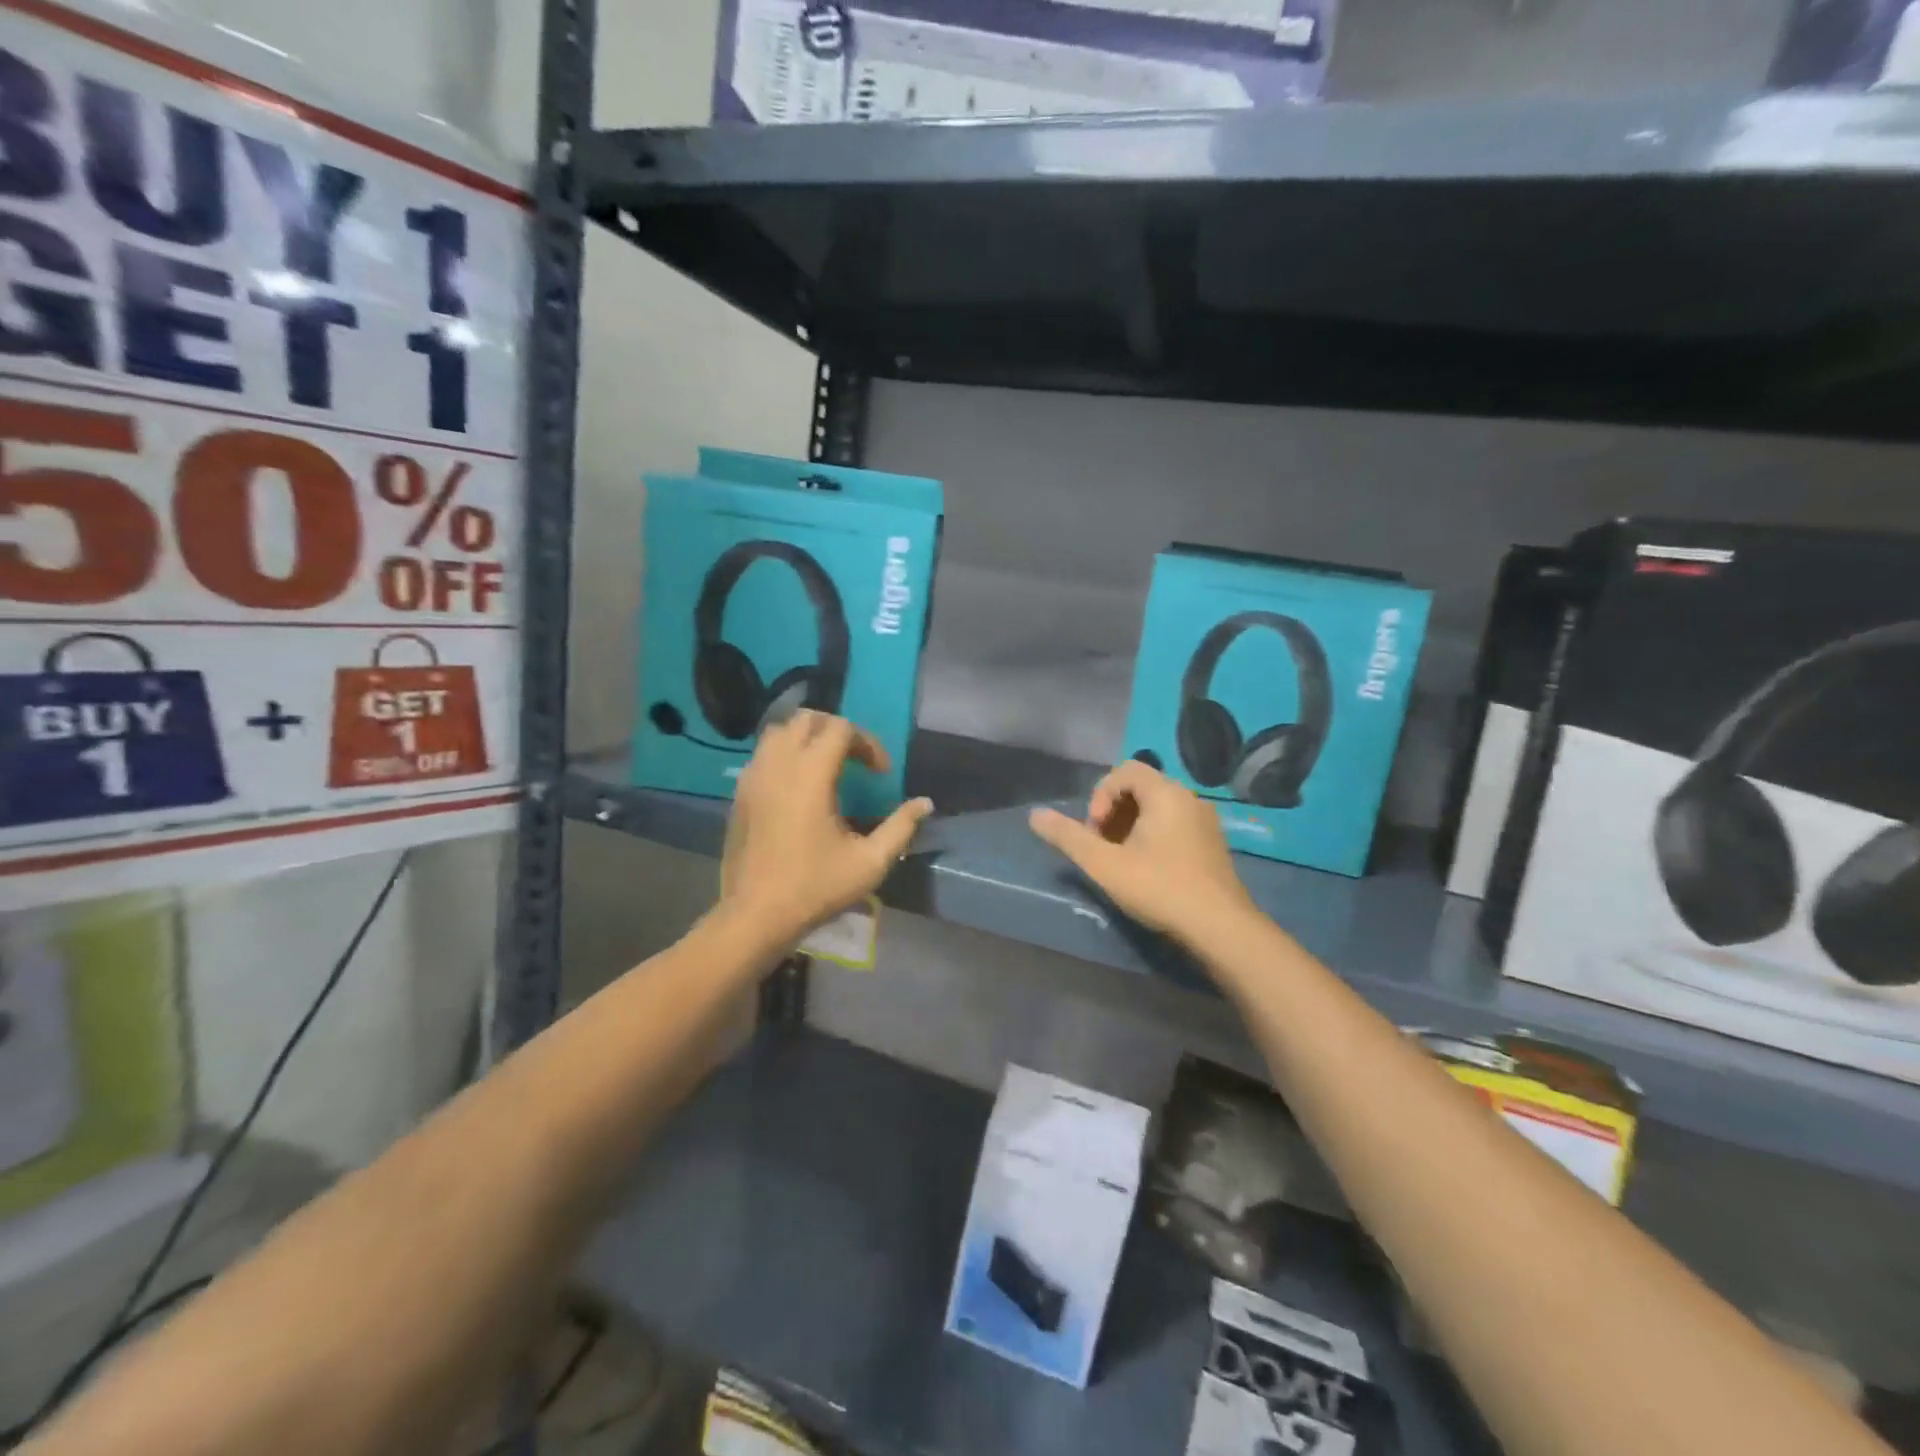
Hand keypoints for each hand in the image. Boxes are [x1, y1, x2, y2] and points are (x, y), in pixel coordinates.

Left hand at [718, 711, 932, 947]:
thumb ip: (901, 827)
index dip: (867, 743)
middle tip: (855, 760)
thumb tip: (925, 803)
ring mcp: (753, 777)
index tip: (881, 774)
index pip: (840, 728)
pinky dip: (785, 755)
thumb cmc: (815, 887)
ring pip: (779, 732)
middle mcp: (778, 765)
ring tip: (826, 767)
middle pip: (807, 719)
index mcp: (810, 774)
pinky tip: (798, 787)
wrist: (755, 916)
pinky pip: (763, 755)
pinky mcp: (739, 794)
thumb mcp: (870, 862)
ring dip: (807, 738)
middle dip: (837, 731)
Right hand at [1029, 759, 1252, 944]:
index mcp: (1166, 793)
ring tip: (1120, 858)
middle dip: (1113, 811)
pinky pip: (1176, 824)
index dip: (1101, 795)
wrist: (1220, 928)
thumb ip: (1068, 837)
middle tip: (1102, 845)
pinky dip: (1153, 835)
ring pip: (1158, 807)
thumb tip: (1034, 815)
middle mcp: (1189, 798)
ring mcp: (1206, 821)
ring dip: (1131, 824)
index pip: (1125, 770)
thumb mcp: (1104, 864)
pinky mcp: (1213, 844)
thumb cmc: (1159, 888)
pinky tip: (1147, 869)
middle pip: (1141, 787)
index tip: (1095, 830)